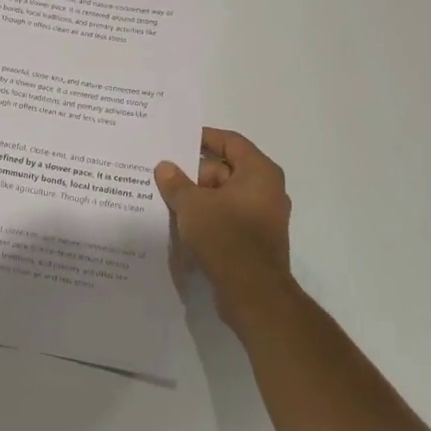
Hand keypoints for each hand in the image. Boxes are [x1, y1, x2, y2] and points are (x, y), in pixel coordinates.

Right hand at [155, 128, 293, 329]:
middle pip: (224, 170)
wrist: (252, 293)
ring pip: (223, 197)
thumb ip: (175, 182)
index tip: (177, 140)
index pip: (230, 142)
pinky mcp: (255, 240)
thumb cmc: (226, 237)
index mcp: (259, 172)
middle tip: (163, 177)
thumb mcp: (192, 205)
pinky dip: (207, 218)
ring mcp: (262, 217)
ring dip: (198, 199)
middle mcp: (267, 190)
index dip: (204, 138)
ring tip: (167, 202)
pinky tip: (182, 226)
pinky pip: (227, 218)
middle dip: (193, 175)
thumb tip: (164, 167)